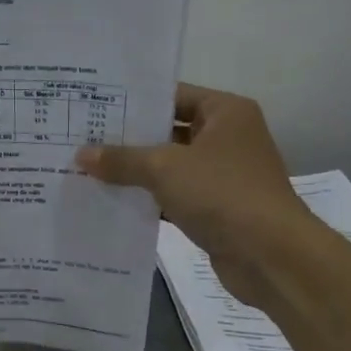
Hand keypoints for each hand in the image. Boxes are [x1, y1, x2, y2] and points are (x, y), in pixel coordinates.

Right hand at [76, 83, 308, 308]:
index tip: (95, 107)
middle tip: (81, 139)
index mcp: (225, 112)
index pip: (173, 95)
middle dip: (128, 139)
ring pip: (169, 167)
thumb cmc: (222, 194)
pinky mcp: (215, 209)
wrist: (270, 255)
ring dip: (135, 173)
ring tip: (88, 171)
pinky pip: (174, 197)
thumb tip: (80, 155)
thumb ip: (122, 159)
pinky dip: (149, 201)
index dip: (135, 101)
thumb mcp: (164, 169)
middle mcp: (226, 138)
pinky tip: (112, 204)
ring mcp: (222, 175)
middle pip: (168, 131)